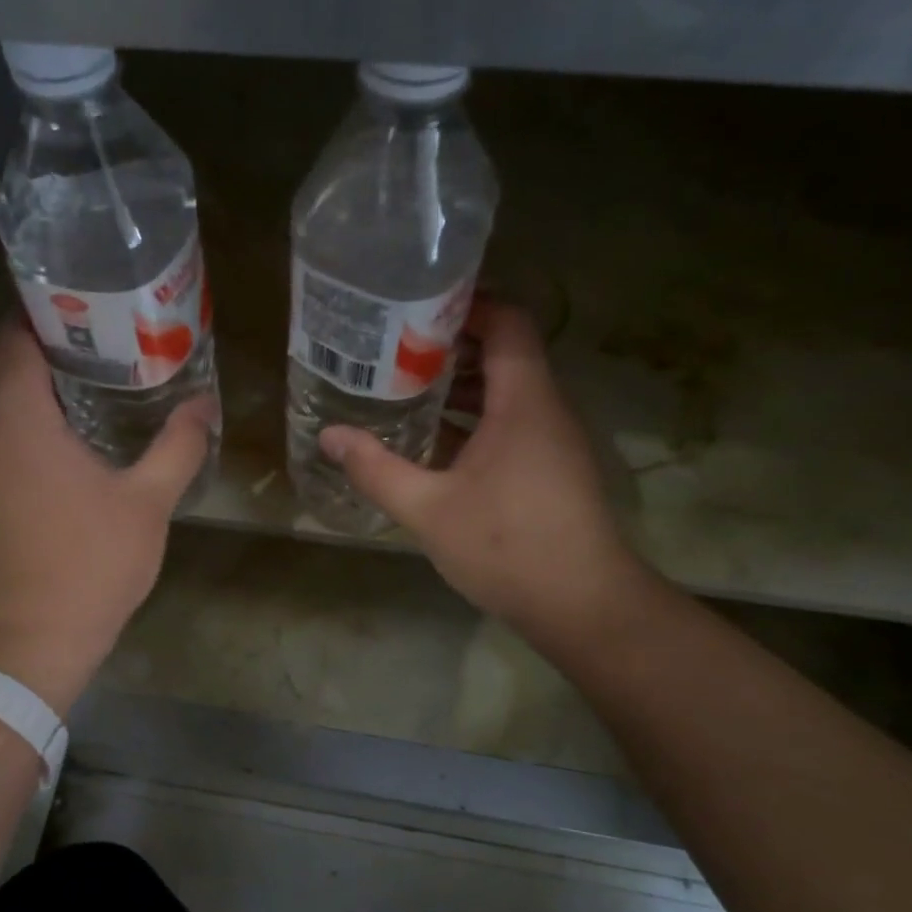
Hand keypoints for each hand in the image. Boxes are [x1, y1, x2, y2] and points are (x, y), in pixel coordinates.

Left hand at [0, 320, 214, 712]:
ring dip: (42, 410)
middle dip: (50, 363)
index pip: (9, 343)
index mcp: (22, 425)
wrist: (35, 640)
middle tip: (105, 357)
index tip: (74, 308)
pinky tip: (71, 465)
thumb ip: (177, 447)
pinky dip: (31, 447)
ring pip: (6, 423)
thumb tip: (203, 405)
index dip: (33, 316)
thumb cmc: (92, 563)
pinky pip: (3, 457)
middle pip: (8, 380)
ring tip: (95, 406)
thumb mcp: (148, 503)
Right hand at [321, 300, 651, 648]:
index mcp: (524, 402)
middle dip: (449, 349)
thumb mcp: (429, 509)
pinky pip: (511, 427)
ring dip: (459, 390)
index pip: (506, 322)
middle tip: (392, 354)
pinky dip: (474, 424)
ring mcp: (552, 442)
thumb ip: (377, 470)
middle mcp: (545, 410)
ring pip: (506, 394)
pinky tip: (432, 446)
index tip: (413, 311)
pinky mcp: (551, 471)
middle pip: (503, 354)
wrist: (582, 606)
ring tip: (403, 394)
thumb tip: (330, 437)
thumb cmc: (506, 547)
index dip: (465, 305)